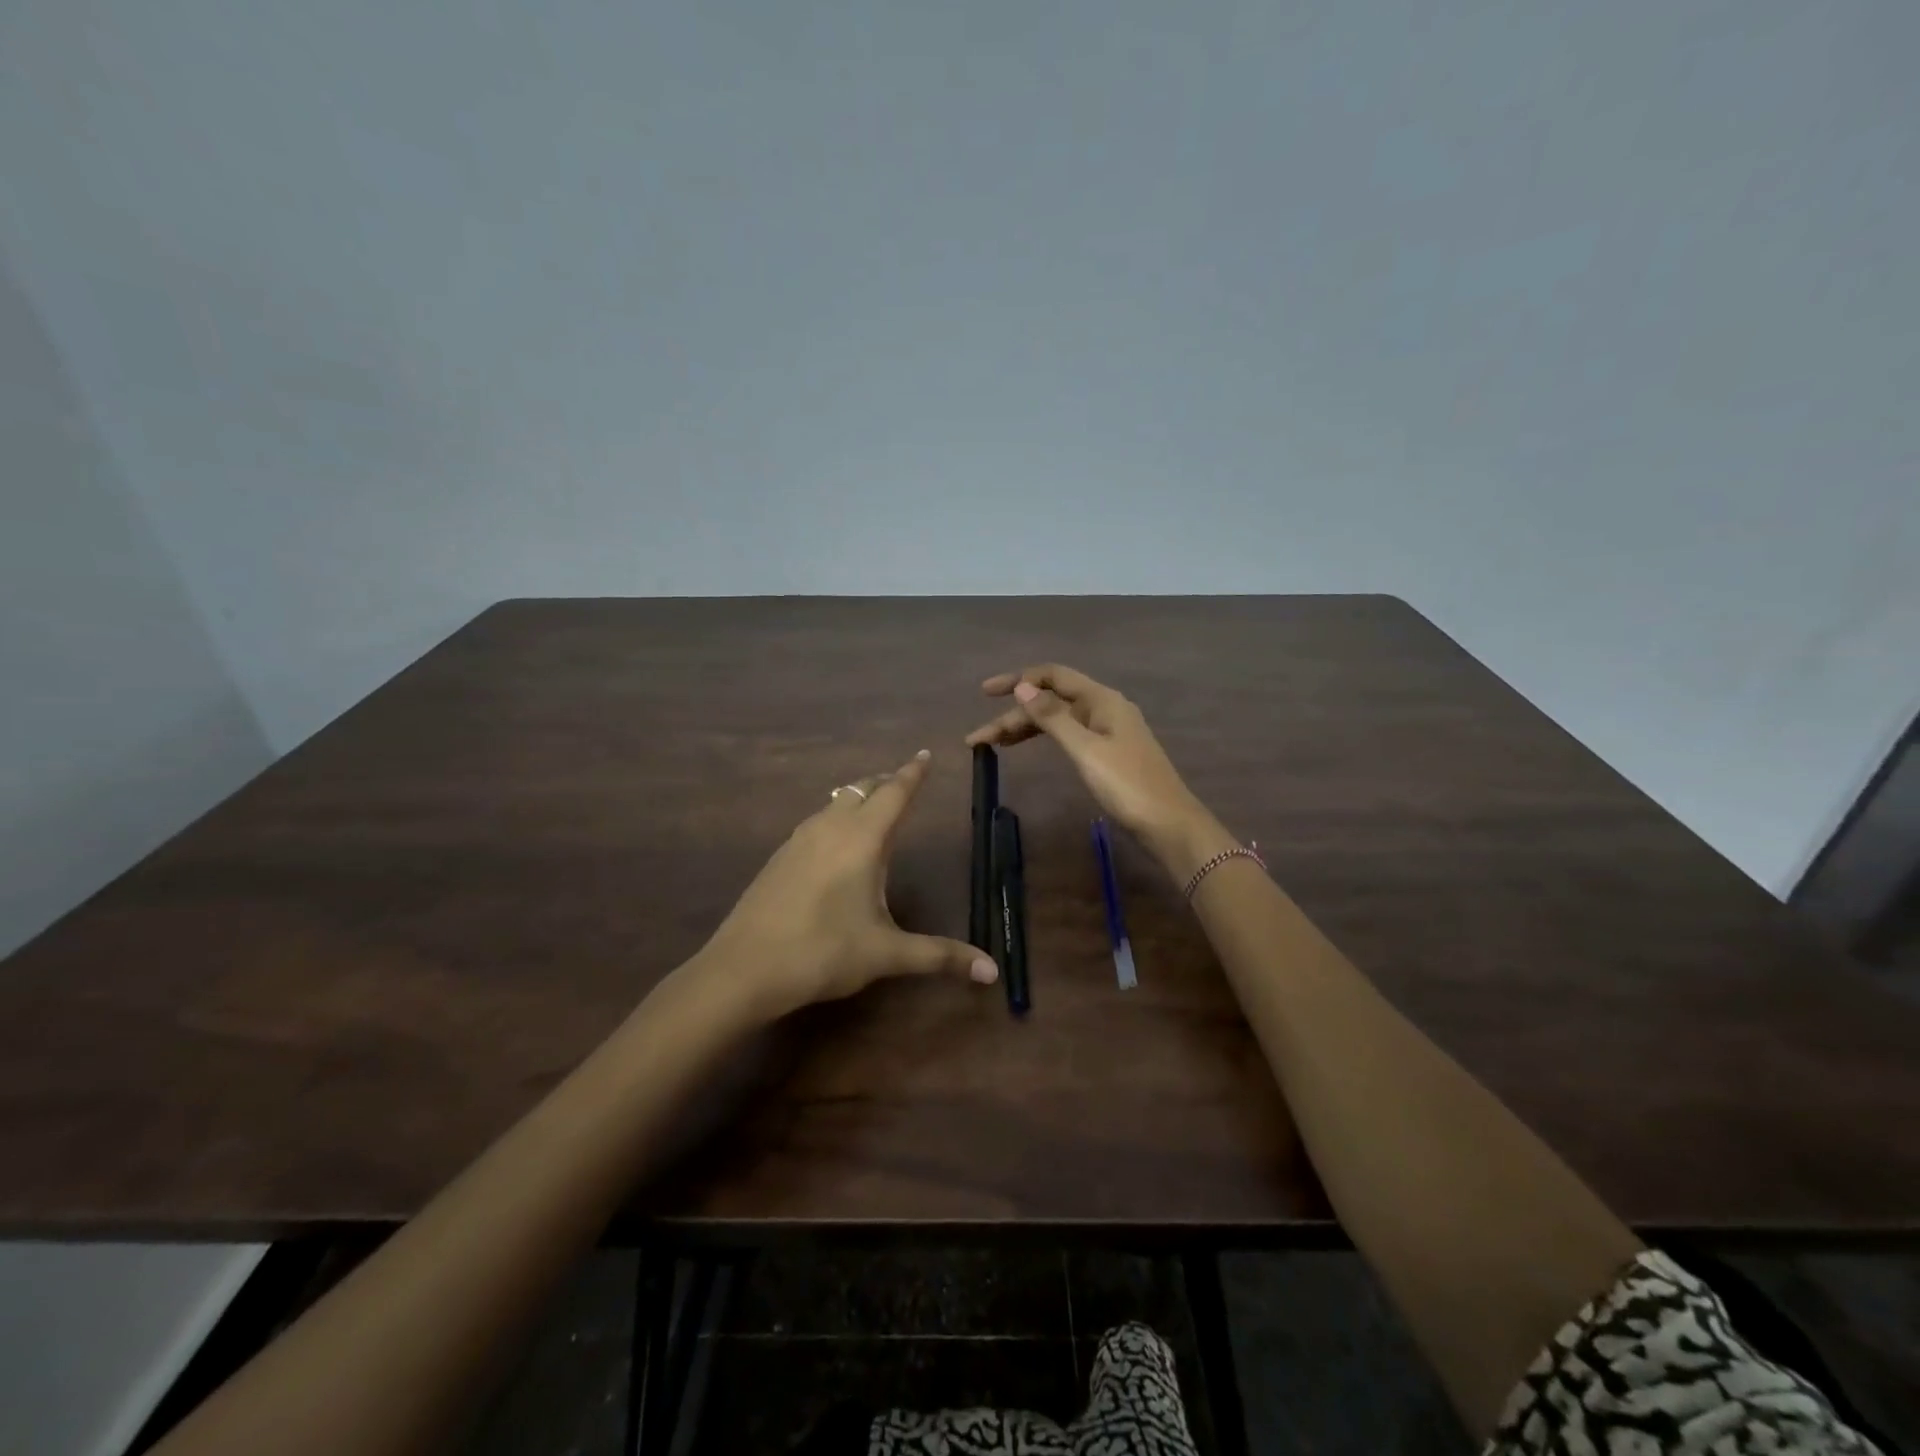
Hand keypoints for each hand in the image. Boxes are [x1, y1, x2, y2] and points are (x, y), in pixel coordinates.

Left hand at [697, 750, 998, 1020]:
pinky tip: (836, 844)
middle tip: (905, 782)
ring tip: (875, 808)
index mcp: (863, 839)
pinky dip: (837, 817)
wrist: (742, 968)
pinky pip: (817, 821)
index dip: (913, 773)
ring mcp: (799, 839)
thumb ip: (940, 956)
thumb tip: (993, 971)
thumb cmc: (823, 952)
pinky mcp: (780, 856)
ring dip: (859, 798)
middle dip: (887, 782)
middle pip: (863, 789)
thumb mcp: (887, 954)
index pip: (895, 793)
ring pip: (836, 802)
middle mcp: (831, 827)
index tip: (925, 754)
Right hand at [964, 664, 1232, 881]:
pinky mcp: (1109, 753)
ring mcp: (1108, 731)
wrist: (1169, 825)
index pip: (1053, 676)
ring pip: (1059, 721)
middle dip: (1014, 716)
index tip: (985, 693)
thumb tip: (1023, 687)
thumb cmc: (1127, 785)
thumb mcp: (1085, 750)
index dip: (1018, 680)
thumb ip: (1053, 717)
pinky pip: (1069, 735)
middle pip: (1051, 701)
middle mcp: (1104, 708)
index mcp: (1102, 700)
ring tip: (993, 745)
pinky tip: (1030, 748)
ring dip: (1025, 729)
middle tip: (978, 739)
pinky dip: (1045, 739)